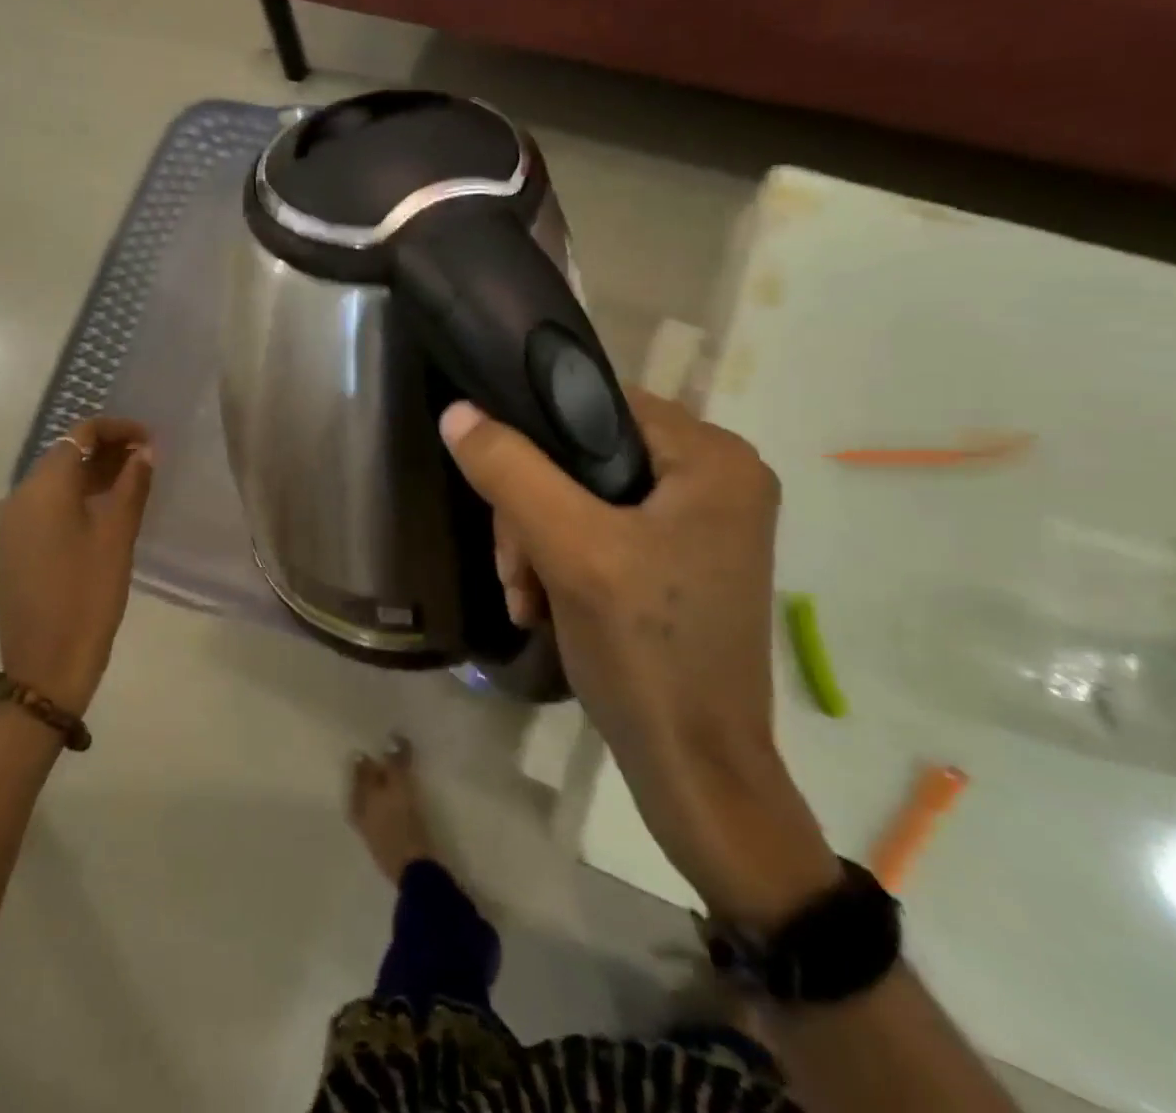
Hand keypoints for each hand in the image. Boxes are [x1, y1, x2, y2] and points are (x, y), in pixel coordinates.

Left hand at [0, 418, 153, 715]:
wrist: (44, 667)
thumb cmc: (88, 596)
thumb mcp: (118, 536)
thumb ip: (132, 485)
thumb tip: (144, 451)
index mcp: (42, 488)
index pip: (79, 434)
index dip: (117, 429)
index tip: (150, 439)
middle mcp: (17, 498)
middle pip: (63, 455)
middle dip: (105, 450)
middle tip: (146, 461)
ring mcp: (8, 526)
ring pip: (53, 483)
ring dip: (90, 475)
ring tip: (130, 484)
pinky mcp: (10, 550)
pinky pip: (44, 508)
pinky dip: (74, 499)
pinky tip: (101, 515)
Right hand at [440, 391, 838, 927]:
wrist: (695, 772)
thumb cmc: (646, 652)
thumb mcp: (570, 551)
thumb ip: (511, 473)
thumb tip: (457, 411)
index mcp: (714, 458)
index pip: (599, 403)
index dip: (537, 436)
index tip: (500, 492)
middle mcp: (718, 479)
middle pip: (587, 455)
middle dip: (533, 511)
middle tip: (514, 570)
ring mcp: (702, 524)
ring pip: (585, 496)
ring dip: (538, 542)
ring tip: (523, 597)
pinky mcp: (681, 561)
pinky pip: (602, 531)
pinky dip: (561, 561)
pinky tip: (540, 604)